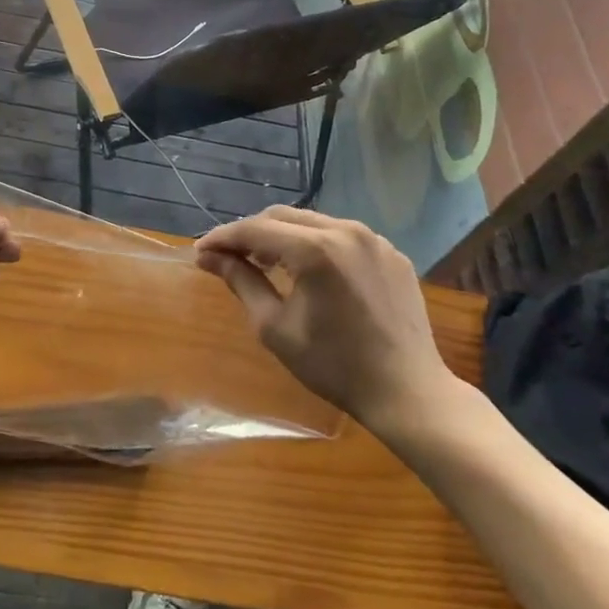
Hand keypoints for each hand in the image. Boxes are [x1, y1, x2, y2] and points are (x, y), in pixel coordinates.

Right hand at [195, 206, 459, 432]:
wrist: (408, 392)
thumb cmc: (335, 366)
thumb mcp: (276, 327)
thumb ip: (241, 282)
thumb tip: (209, 257)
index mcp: (315, 249)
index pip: (255, 229)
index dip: (223, 238)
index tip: (200, 252)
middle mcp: (345, 230)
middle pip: (282, 216)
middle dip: (250, 233)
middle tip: (228, 257)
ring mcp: (374, 238)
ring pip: (313, 221)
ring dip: (283, 236)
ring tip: (264, 261)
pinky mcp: (391, 252)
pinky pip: (343, 236)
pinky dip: (316, 244)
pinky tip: (309, 271)